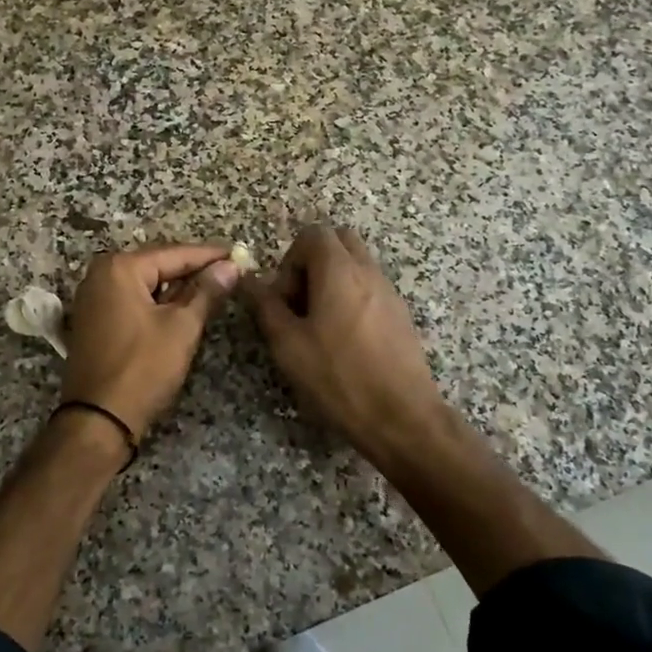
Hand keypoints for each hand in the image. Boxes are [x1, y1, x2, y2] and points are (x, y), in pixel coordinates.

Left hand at [61, 243, 241, 440]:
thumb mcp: (182, 327)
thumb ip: (207, 292)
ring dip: (177, 288)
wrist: (98, 420)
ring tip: (214, 288)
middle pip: (158, 265)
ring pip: (146, 284)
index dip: (210, 255)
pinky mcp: (95, 321)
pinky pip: (133, 300)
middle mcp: (101, 275)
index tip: (239, 254)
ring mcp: (93, 298)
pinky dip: (158, 303)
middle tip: (230, 271)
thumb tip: (230, 266)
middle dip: (193, 270)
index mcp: (120, 268)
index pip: (175, 253)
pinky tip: (183, 308)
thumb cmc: (143, 368)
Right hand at [247, 226, 448, 459]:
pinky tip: (344, 341)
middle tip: (300, 303)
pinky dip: (351, 299)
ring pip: (356, 265)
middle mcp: (368, 271)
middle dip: (313, 263)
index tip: (284, 298)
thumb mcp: (288, 345)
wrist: (402, 417)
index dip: (290, 260)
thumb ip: (266, 306)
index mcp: (339, 270)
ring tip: (319, 326)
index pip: (313, 234)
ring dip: (332, 282)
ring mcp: (389, 291)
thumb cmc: (339, 377)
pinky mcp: (400, 314)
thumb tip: (249, 280)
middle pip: (338, 242)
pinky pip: (370, 288)